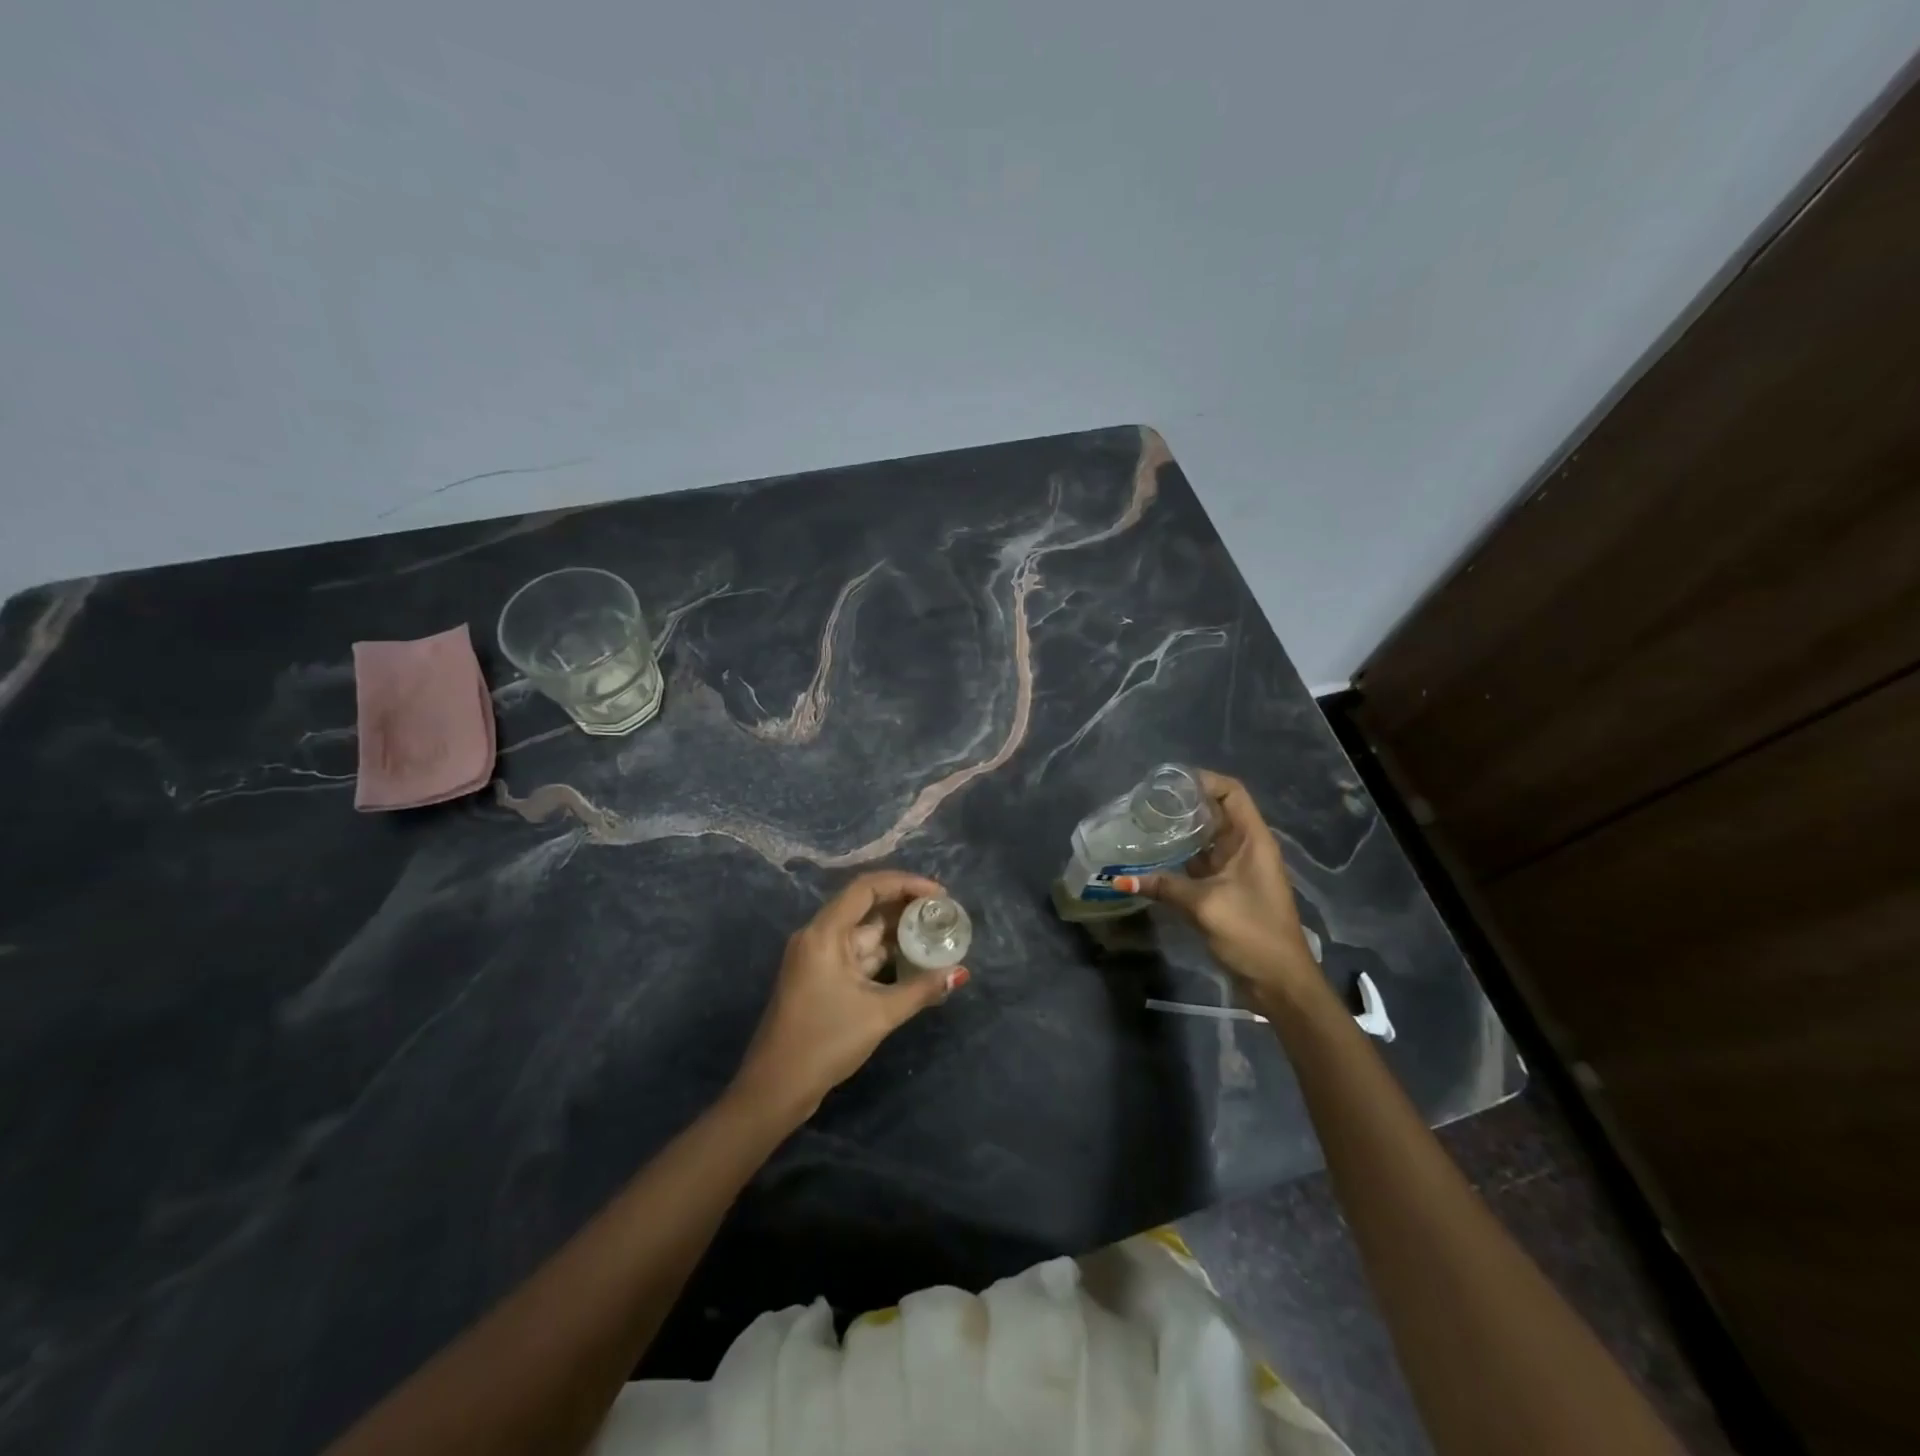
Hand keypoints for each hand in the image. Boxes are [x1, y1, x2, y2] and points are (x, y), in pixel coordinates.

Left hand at [732, 871, 968, 1121]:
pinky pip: (857, 955)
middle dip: (906, 908)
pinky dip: (884, 955)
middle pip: (866, 907)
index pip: (866, 888)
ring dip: (897, 934)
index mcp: (824, 933)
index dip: (904, 883)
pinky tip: (913, 961)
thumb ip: (921, 989)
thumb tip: (959, 973)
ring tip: (936, 935)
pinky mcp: (820, 978)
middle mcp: (818, 936)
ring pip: (864, 934)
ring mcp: (818, 958)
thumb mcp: (879, 1014)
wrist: (774, 1088)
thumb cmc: (825, 1042)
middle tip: (943, 914)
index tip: (938, 894)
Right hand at [1116, 769, 1318, 1003]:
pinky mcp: (1228, 890)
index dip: (1203, 780)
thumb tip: (1120, 878)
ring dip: (1180, 833)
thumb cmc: (1253, 934)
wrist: (1280, 983)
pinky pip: (1201, 864)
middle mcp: (1246, 848)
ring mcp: (1237, 870)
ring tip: (1144, 826)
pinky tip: (1154, 859)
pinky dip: (1180, 859)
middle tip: (1145, 804)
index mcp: (1253, 841)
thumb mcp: (1206, 905)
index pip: (1231, 792)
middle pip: (1216, 812)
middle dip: (1183, 805)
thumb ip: (1165, 887)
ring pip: (1206, 839)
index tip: (1167, 782)